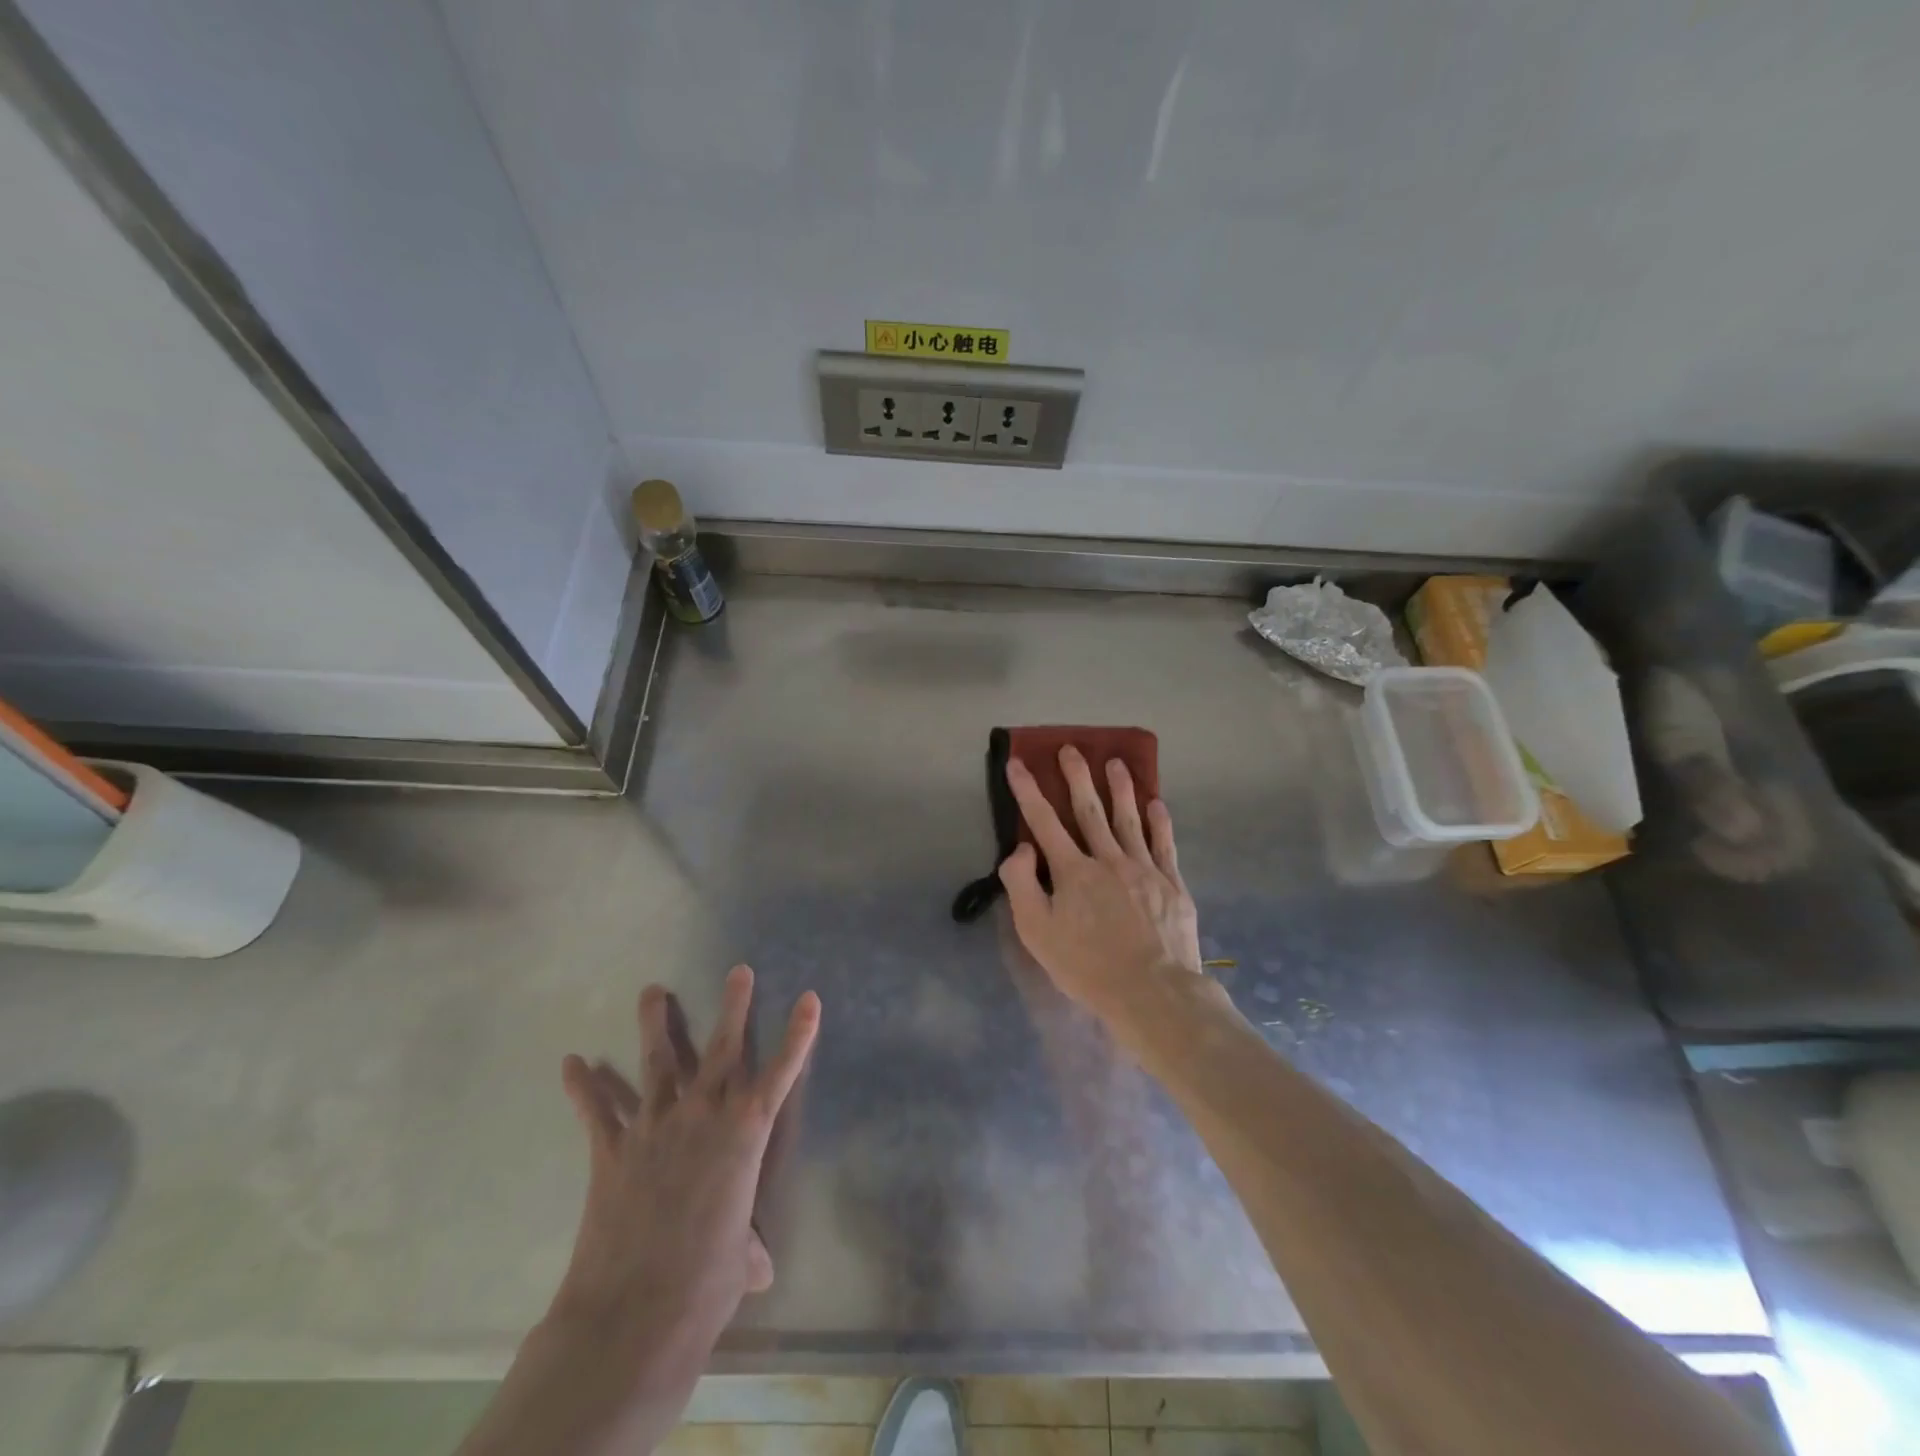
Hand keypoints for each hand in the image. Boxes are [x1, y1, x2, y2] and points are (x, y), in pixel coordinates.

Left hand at [551, 967, 819, 1415]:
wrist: (635, 1313)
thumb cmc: (705, 1283)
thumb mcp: (738, 1261)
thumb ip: (747, 1248)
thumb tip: (758, 1268)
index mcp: (744, 1136)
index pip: (780, 1075)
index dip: (798, 1035)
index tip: (809, 999)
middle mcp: (702, 1117)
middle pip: (720, 1050)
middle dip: (733, 1007)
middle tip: (739, 971)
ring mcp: (654, 1128)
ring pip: (657, 1063)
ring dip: (655, 1025)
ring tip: (652, 991)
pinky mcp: (612, 1151)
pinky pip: (597, 1111)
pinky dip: (584, 1086)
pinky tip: (572, 1062)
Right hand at [998, 747, 1202, 1026]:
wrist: (1152, 992)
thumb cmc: (1087, 966)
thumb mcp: (1037, 932)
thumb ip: (1022, 885)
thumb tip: (1022, 847)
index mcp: (1072, 871)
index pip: (1043, 821)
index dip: (1027, 791)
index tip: (1017, 763)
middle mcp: (1108, 859)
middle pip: (1089, 810)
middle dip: (1077, 776)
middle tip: (1071, 748)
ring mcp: (1144, 869)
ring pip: (1129, 819)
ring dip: (1120, 788)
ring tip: (1116, 762)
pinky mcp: (1172, 885)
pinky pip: (1164, 844)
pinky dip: (1159, 822)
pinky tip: (1157, 804)